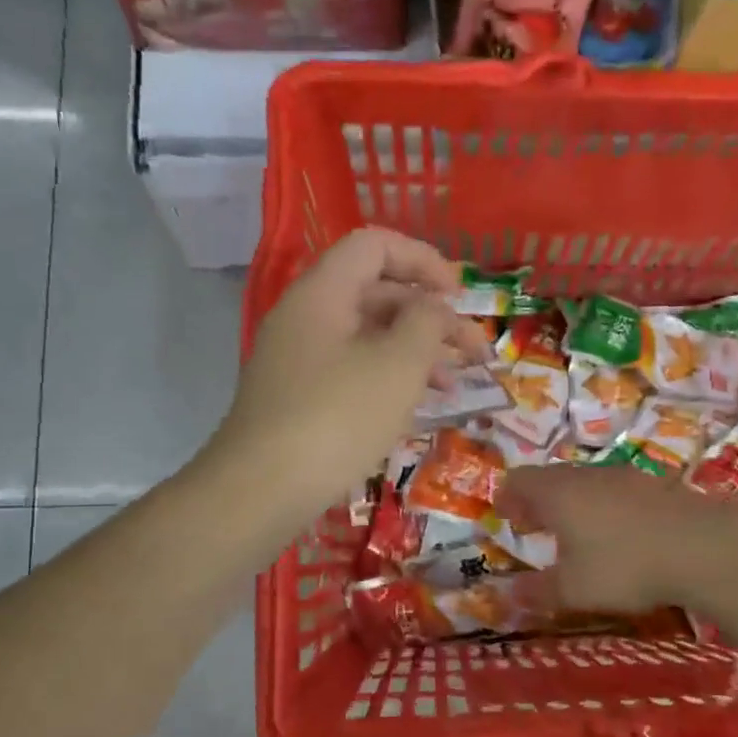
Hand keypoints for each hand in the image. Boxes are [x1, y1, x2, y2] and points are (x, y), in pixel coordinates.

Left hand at [210, 228, 487, 522]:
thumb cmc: (337, 418)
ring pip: (367, 337)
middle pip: (376, 293)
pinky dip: (388, 379)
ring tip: (455, 384)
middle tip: (474, 351)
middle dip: (431, 316)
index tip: (460, 296)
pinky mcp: (299, 398)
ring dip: (416, 352)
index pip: (375, 245)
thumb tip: (434, 307)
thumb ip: (427, 322)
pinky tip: (417, 408)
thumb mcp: (398, 365)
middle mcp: (306, 317)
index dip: (423, 260)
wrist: (262, 490)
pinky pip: (352, 371)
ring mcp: (299, 359)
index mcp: (322, 292)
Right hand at [497, 466, 720, 612]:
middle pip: (552, 478)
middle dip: (538, 501)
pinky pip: (617, 491)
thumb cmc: (623, 565)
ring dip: (574, 503)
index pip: (519, 480)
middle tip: (535, 526)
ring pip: (587, 483)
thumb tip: (509, 595)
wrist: (703, 546)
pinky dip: (606, 508)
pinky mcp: (657, 486)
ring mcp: (625, 477)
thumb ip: (538, 592)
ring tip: (577, 534)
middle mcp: (587, 476)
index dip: (507, 497)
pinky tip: (620, 535)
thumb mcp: (573, 589)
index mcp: (557, 493)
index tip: (505, 517)